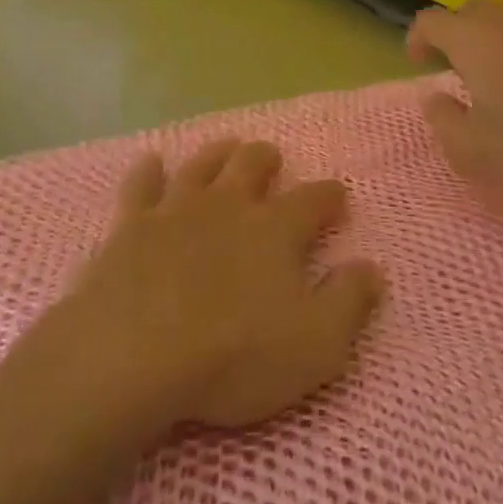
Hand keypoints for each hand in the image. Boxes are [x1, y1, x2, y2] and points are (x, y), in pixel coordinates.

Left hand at [61, 139, 385, 431]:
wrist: (134, 354)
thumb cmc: (234, 354)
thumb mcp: (316, 344)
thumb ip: (349, 301)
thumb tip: (371, 267)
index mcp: (276, 229)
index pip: (314, 199)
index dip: (329, 195)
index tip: (338, 195)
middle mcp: (228, 205)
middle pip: (252, 165)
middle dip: (267, 159)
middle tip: (271, 159)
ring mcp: (176, 210)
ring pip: (202, 165)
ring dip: (217, 154)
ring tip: (226, 149)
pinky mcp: (130, 225)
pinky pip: (140, 186)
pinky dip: (148, 171)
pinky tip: (150, 163)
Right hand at [407, 0, 502, 208]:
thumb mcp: (473, 152)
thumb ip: (442, 122)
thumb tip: (435, 99)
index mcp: (474, 39)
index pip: (431, 21)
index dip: (418, 38)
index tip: (419, 62)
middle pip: (470, 12)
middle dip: (456, 36)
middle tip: (460, 71)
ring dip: (495, 39)